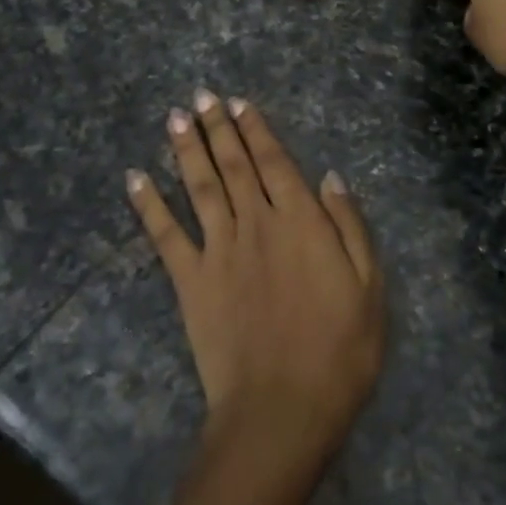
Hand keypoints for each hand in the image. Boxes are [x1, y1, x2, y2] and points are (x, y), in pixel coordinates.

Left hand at [127, 91, 384, 478]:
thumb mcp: (370, 286)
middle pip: (234, 165)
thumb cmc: (340, 350)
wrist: (283, 409)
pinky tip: (136, 179)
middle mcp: (256, 223)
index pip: (275, 163)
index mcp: (301, 222)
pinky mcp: (190, 281)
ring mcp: (219, 250)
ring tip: (176, 118)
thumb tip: (330, 178)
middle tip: (202, 96)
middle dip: (218, 127)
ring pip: (200, 187)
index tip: (241, 103)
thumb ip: (349, 226)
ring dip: (186, 149)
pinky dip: (149, 205)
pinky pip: (165, 235)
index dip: (257, 131)